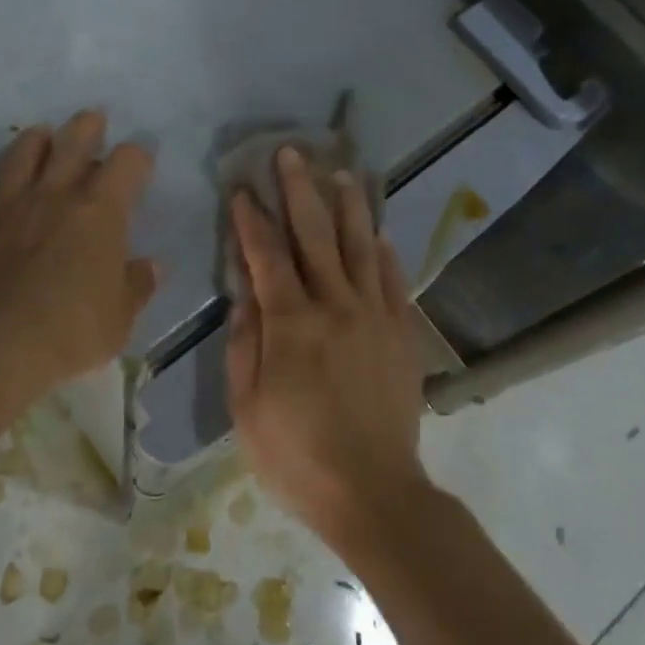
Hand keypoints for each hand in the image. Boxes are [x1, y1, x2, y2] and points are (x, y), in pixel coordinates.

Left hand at [0, 110, 157, 408]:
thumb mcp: (121, 316)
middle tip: (92, 120)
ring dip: (30, 143)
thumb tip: (151, 267)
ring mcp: (7, 208)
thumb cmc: (75, 329)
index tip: (141, 164)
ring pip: (18, 157)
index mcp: (100, 211)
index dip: (137, 157)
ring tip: (38, 137)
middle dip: (86, 127)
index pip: (127, 163)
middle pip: (72, 142)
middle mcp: (54, 196)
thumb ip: (136, 285)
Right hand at [226, 147, 429, 550]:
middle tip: (291, 152)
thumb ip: (245, 343)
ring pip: (361, 246)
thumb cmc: (297, 455)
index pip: (266, 255)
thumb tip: (244, 293)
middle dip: (299, 189)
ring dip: (348, 206)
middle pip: (315, 234)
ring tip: (342, 172)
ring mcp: (374, 315)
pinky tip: (380, 232)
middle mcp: (335, 305)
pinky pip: (394, 281)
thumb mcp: (248, 407)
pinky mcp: (402, 333)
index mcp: (291, 323)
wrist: (373, 492)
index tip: (242, 188)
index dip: (252, 218)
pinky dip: (385, 252)